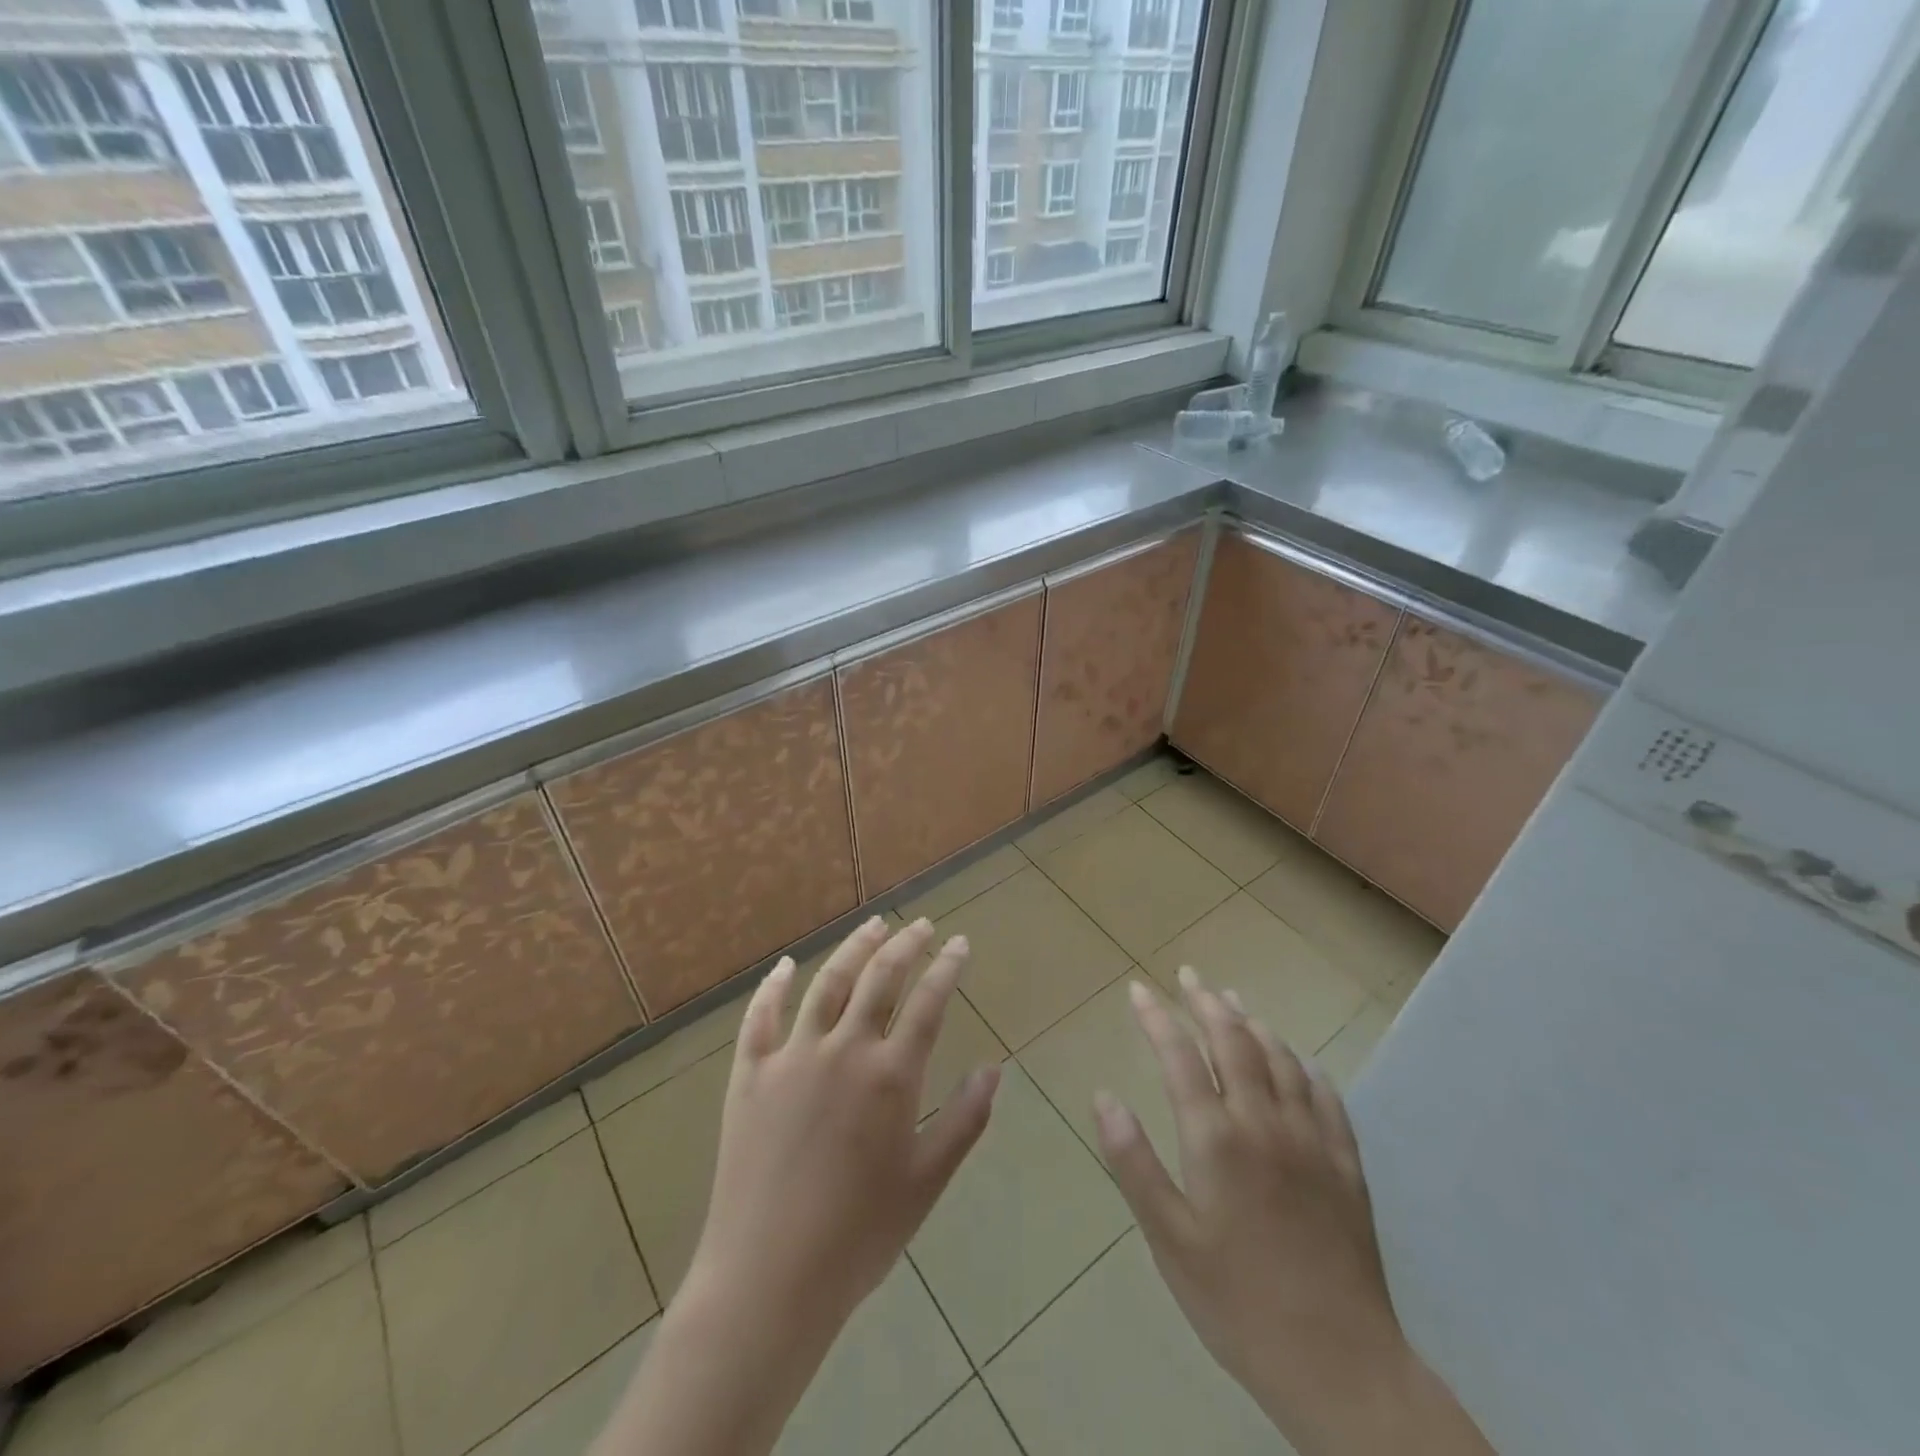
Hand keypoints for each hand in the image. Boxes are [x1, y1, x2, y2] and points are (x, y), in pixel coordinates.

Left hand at [592, 917, 999, 1455]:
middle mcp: (844, 1050)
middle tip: (922, 924)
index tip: (960, 943)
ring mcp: (792, 1057)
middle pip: (879, 978)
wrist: (769, 1277)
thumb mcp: (926, 1181)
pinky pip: (760, 1017)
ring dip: (854, 948)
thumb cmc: (859, 1235)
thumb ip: (964, 1120)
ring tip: (874, 925)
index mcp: (891, 1076)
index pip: (928, 1002)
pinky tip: (786, 965)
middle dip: (906, 944)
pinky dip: (774, 986)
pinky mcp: (750, 1074)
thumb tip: (994, 1070)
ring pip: (827, 983)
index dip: (947, 967)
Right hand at [1093, 969, 1492, 1455]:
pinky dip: (1307, 1068)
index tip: (1139, 990)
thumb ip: (1132, 1162)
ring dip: (1254, 1024)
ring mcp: (1312, 1141)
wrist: (1340, 1366)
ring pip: (1282, 1059)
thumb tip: (1104, 1096)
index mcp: (1216, 1139)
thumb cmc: (1238, 1303)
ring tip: (1235, 1002)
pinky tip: (1301, 1061)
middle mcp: (1264, 1123)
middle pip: (1234, 1042)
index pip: (1179, 1056)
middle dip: (1207, 1003)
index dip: (1157, 1017)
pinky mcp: (1346, 1167)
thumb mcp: (1169, 1239)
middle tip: (1190, 976)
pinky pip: (1328, 1099)